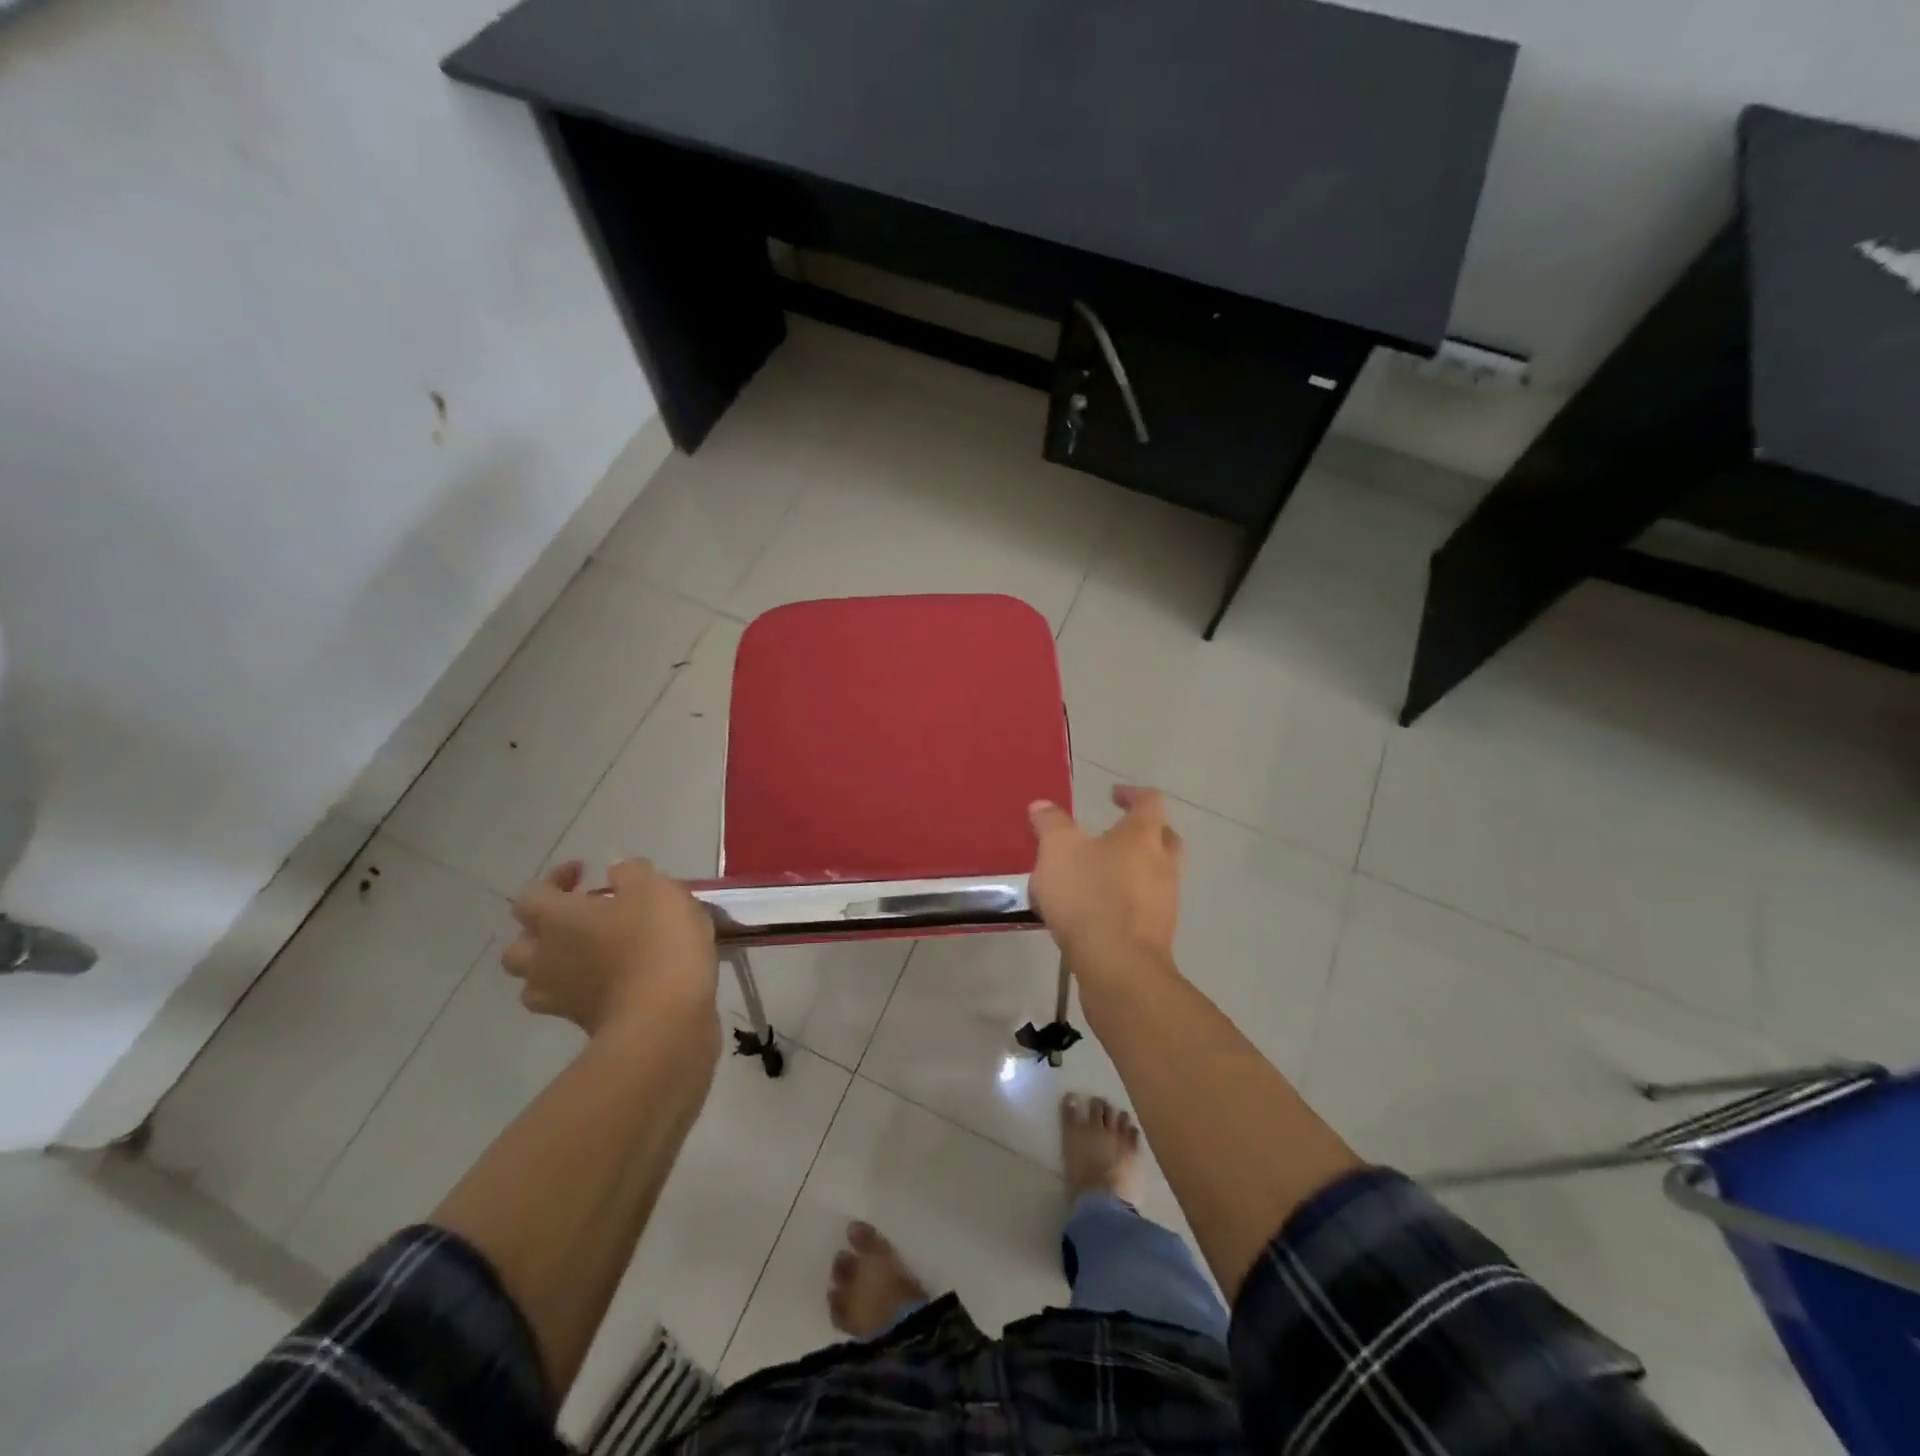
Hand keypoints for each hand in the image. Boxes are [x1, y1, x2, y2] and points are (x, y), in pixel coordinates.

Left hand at [503, 859, 716, 1035]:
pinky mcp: (582, 1025)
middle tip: (581, 919)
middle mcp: (544, 958)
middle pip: (520, 945)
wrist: (664, 1018)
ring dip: (558, 965)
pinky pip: (571, 1001)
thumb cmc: (655, 942)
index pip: (533, 894)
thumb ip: (632, 873)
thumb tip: (617, 872)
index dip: (555, 880)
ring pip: (538, 980)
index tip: (585, 872)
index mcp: (555, 919)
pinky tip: (619, 979)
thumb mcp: (654, 889)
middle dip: (544, 930)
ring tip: (594, 954)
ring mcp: (559, 998)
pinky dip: (586, 989)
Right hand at [1027, 785, 1183, 975]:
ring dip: (1133, 871)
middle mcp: (1163, 864)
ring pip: (1156, 875)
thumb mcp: (1057, 850)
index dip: (1132, 794)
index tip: (1113, 795)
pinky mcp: (1157, 934)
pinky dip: (1126, 903)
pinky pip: (1144, 908)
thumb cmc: (1089, 895)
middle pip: (1164, 839)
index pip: (1150, 802)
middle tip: (1116, 834)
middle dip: (1142, 833)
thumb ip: (1050, 824)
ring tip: (1097, 877)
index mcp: (1143, 836)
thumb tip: (1042, 806)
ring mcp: (1165, 902)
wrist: (1117, 966)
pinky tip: (1097, 913)